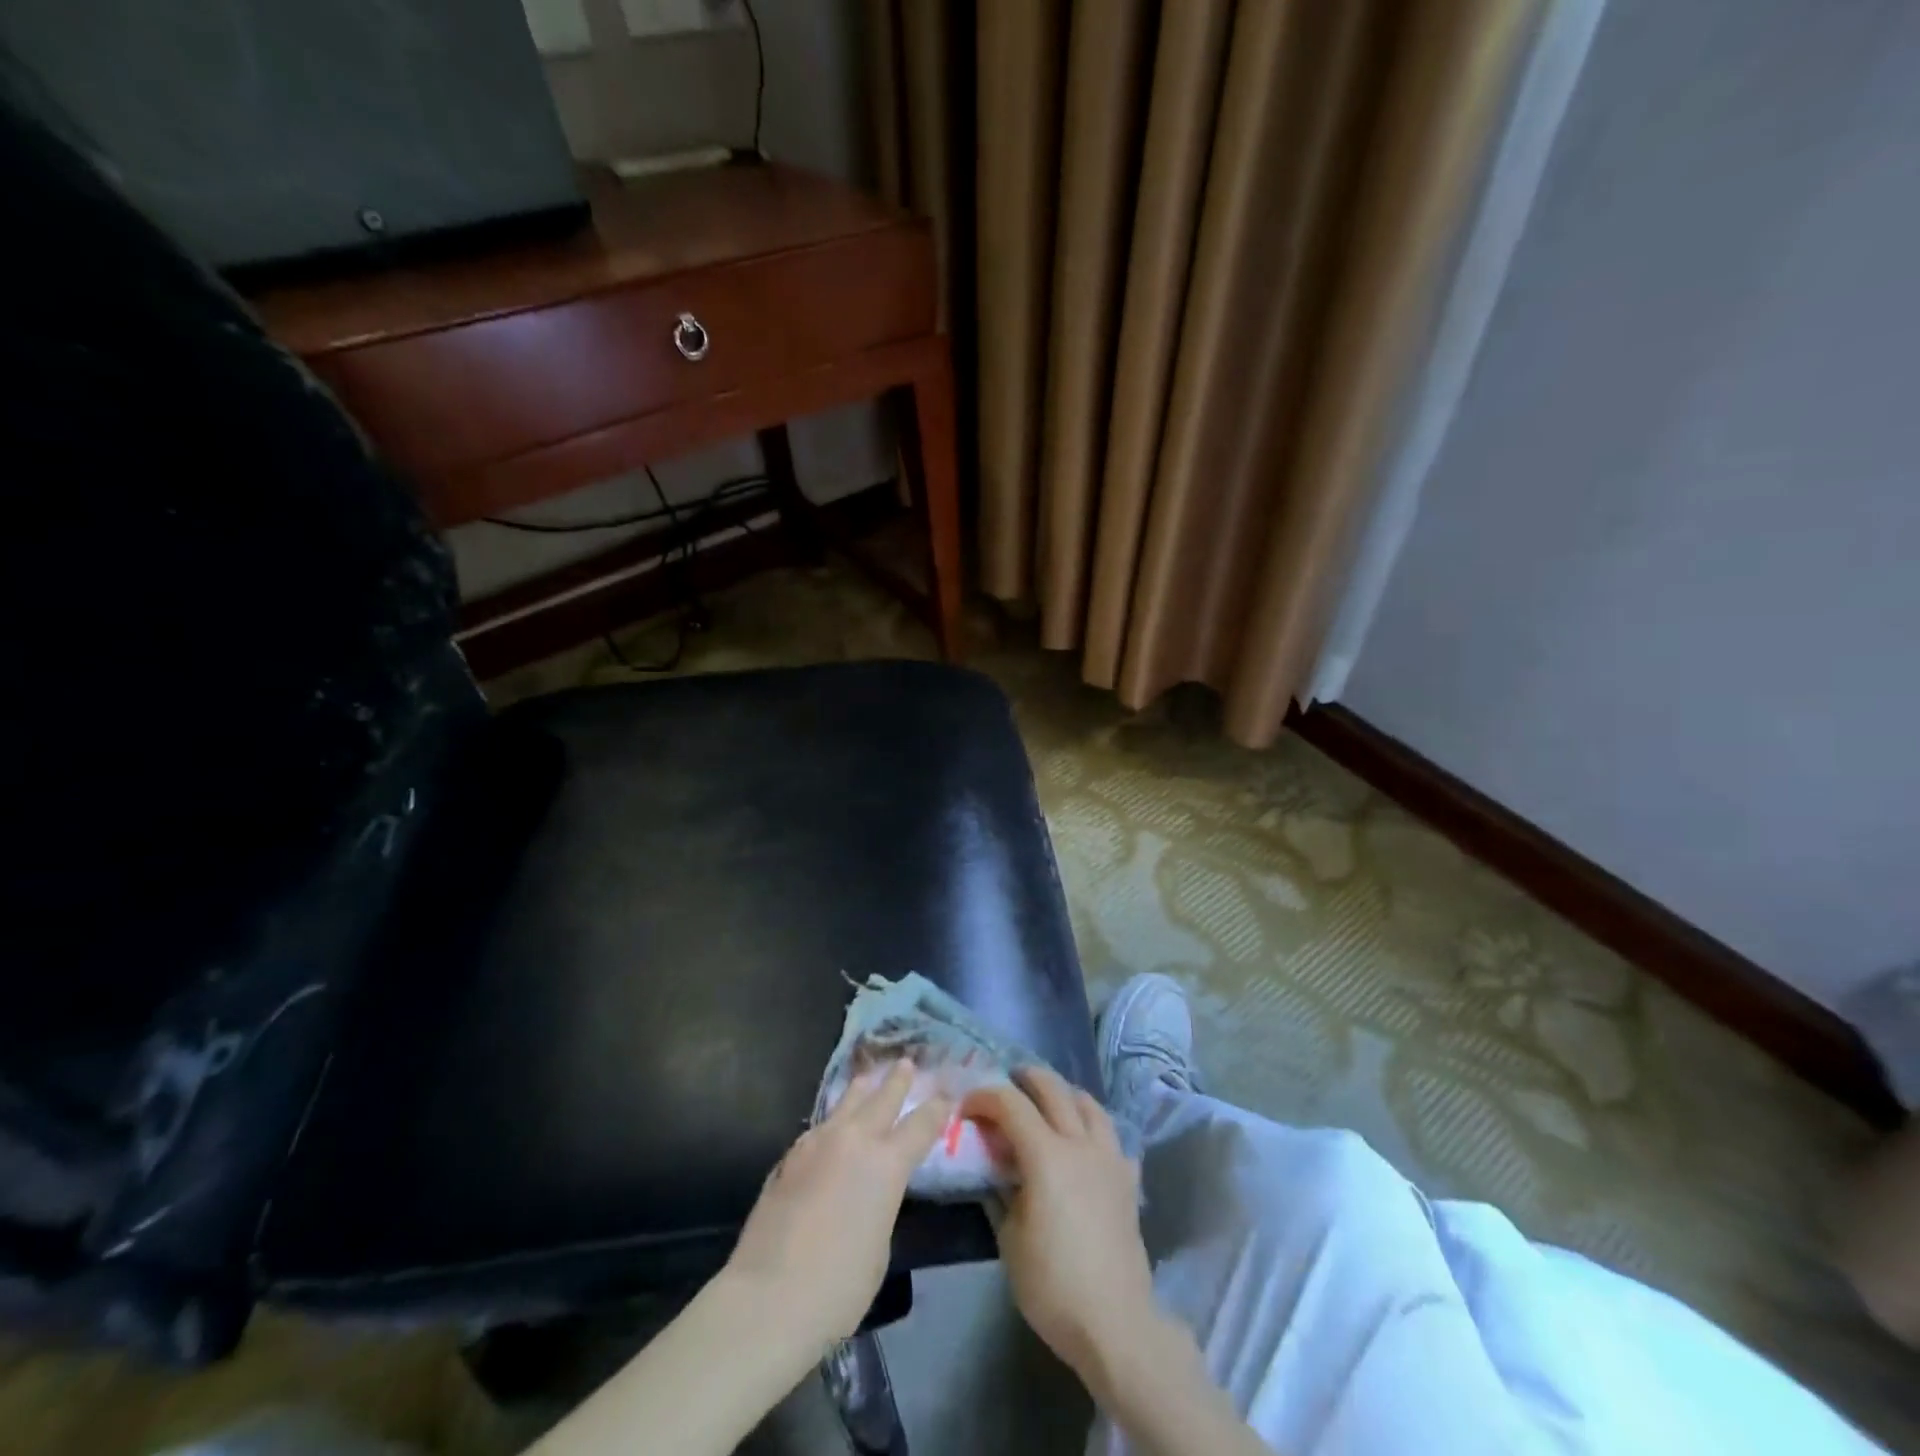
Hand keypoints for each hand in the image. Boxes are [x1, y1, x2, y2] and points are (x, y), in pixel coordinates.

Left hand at [725, 1059, 949, 1350]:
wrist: (767, 1297)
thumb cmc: (838, 1286)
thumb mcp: (880, 1246)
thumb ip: (881, 1203)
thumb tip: (870, 1191)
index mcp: (887, 1163)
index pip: (921, 1125)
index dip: (937, 1109)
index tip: (947, 1095)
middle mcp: (854, 1140)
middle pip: (882, 1097)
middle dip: (898, 1080)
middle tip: (906, 1064)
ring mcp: (817, 1142)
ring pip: (846, 1101)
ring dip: (862, 1089)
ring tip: (868, 1079)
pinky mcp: (789, 1156)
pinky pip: (820, 1126)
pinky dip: (834, 1120)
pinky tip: (832, 1127)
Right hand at [960, 1067, 1165, 1396]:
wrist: (1115, 1323)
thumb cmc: (1053, 1285)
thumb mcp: (1009, 1240)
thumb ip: (1000, 1194)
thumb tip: (995, 1172)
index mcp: (1046, 1155)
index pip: (1010, 1104)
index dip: (984, 1097)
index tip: (966, 1107)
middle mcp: (1079, 1144)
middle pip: (1053, 1089)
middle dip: (1025, 1079)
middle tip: (1006, 1085)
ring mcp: (1109, 1158)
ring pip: (1089, 1104)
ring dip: (1063, 1094)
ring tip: (1047, 1104)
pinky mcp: (1128, 1180)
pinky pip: (1112, 1137)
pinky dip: (1093, 1128)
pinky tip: (1084, 1145)